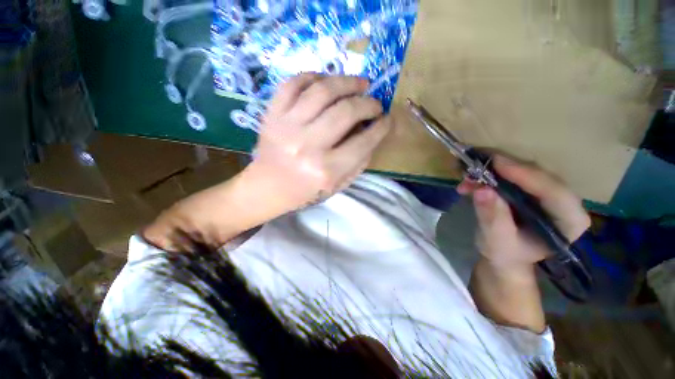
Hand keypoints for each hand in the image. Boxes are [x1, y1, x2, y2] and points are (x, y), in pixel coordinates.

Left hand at [244, 74, 392, 212]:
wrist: (268, 187)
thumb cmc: (306, 190)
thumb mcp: (338, 185)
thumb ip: (359, 161)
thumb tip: (372, 133)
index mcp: (326, 170)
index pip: (363, 142)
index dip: (381, 127)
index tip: (387, 119)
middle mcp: (307, 146)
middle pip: (346, 111)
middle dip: (368, 103)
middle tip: (374, 103)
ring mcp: (287, 127)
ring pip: (322, 91)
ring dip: (347, 82)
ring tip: (359, 84)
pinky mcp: (272, 115)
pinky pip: (293, 84)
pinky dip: (314, 77)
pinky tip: (326, 81)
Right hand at [458, 155, 590, 270]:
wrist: (504, 255)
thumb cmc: (505, 254)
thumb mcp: (496, 241)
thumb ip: (492, 217)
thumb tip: (483, 190)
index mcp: (568, 222)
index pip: (555, 192)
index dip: (527, 175)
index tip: (497, 164)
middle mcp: (565, 203)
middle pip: (539, 175)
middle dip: (505, 168)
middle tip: (475, 164)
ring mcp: (549, 193)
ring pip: (524, 170)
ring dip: (494, 169)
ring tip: (467, 175)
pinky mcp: (533, 188)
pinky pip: (514, 173)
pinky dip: (490, 173)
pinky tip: (470, 181)